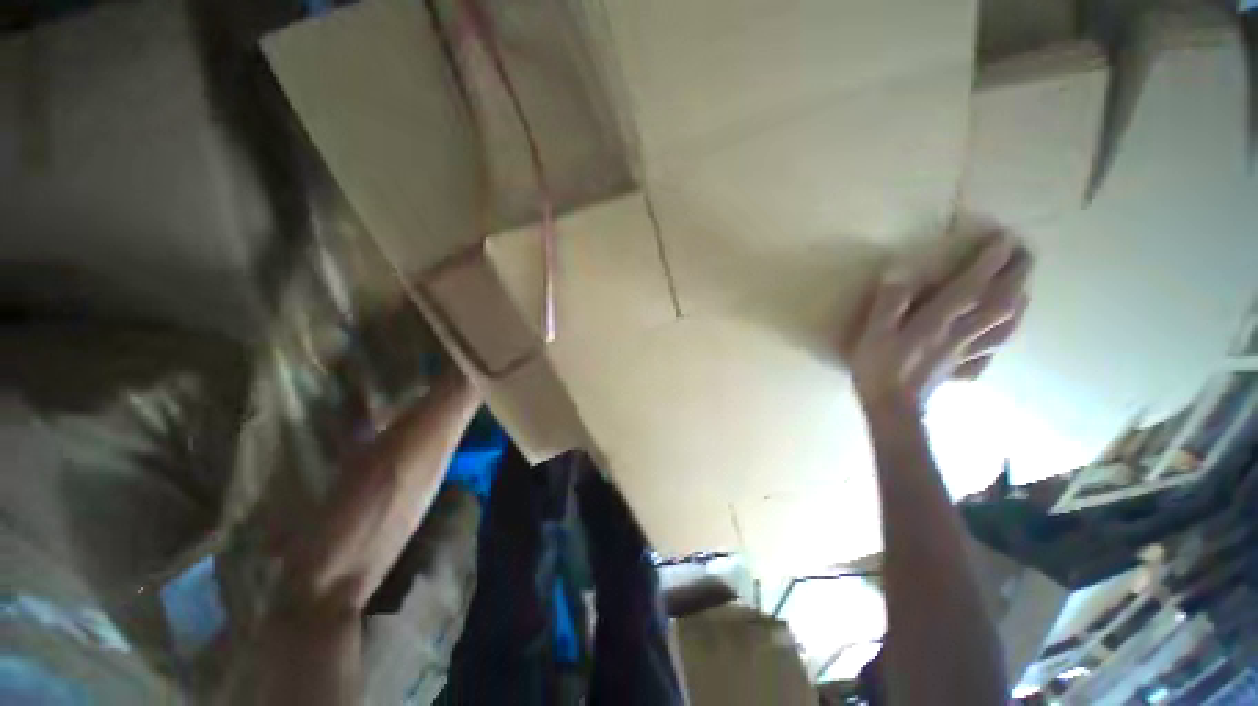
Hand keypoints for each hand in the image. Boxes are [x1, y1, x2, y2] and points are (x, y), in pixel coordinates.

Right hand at [845, 232, 1031, 410]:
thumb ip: (889, 303)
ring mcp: (966, 353)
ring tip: (1023, 289)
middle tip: (1025, 254)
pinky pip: (992, 350)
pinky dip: (1002, 337)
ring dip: (1019, 303)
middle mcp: (960, 334)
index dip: (989, 261)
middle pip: (1000, 303)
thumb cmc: (878, 368)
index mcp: (936, 323)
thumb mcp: (873, 333)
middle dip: (1016, 276)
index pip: (970, 287)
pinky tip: (1002, 333)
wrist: (892, 409)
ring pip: (1005, 326)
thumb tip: (900, 273)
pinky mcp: (964, 368)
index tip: (1004, 237)